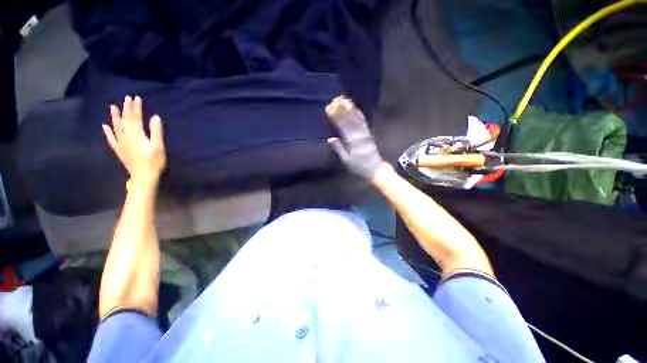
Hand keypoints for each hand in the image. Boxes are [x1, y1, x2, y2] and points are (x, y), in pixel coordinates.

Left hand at [102, 96, 165, 187]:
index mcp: (136, 134)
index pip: (135, 117)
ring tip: (113, 107)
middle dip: (126, 109)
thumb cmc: (154, 161)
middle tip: (126, 98)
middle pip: (125, 120)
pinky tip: (105, 126)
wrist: (143, 176)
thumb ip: (156, 131)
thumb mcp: (158, 146)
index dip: (136, 107)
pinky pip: (111, 139)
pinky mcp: (119, 150)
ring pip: (116, 127)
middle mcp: (126, 136)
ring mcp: (121, 143)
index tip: (136, 97)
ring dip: (115, 117)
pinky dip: (107, 132)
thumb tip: (155, 117)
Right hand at [325, 96, 384, 179]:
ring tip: (342, 99)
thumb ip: (339, 149)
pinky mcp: (368, 132)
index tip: (328, 108)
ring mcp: (365, 132)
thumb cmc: (359, 166)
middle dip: (341, 109)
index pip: (343, 126)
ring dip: (349, 107)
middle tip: (333, 100)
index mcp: (353, 142)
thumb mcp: (347, 161)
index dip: (336, 117)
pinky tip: (352, 106)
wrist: (375, 168)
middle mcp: (360, 135)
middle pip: (350, 119)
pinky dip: (357, 112)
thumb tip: (330, 139)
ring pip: (357, 117)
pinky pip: (363, 120)